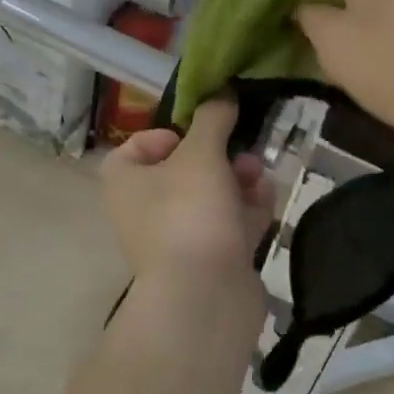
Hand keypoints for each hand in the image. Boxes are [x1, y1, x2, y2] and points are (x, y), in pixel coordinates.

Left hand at [101, 99, 273, 302]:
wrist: (204, 299)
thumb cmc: (189, 212)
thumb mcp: (200, 153)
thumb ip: (213, 119)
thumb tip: (222, 93)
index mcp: (125, 181)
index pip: (137, 147)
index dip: (167, 135)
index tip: (196, 134)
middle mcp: (145, 209)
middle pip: (183, 170)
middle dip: (218, 155)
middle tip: (241, 151)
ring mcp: (178, 238)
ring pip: (210, 197)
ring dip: (237, 180)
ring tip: (258, 174)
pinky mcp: (209, 261)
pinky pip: (229, 225)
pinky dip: (247, 210)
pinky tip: (268, 198)